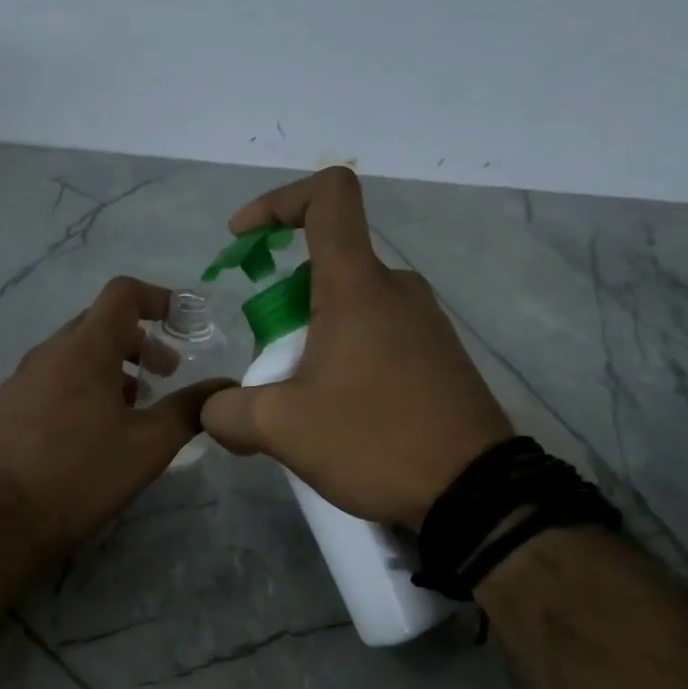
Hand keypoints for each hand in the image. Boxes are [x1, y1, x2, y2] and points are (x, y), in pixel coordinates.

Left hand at [0, 277, 233, 563]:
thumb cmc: (81, 475)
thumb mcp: (147, 446)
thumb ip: (189, 410)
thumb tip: (224, 388)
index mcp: (84, 348)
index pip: (123, 294)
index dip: (159, 298)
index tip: (184, 322)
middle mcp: (47, 353)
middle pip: (98, 325)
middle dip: (139, 341)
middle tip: (166, 374)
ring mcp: (21, 380)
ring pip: (74, 356)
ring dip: (110, 368)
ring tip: (133, 407)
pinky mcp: (6, 408)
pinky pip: (52, 381)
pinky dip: (82, 388)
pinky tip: (91, 431)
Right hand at [201, 167, 512, 527]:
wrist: (473, 491)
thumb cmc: (374, 440)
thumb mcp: (281, 429)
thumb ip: (228, 412)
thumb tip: (214, 410)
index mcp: (358, 287)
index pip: (327, 197)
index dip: (277, 202)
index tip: (241, 239)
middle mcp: (396, 290)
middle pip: (324, 268)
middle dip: (280, 310)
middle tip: (268, 370)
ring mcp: (424, 322)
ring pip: (348, 308)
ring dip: (309, 341)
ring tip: (299, 405)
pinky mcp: (437, 355)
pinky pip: (375, 336)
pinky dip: (341, 358)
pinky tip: (337, 416)